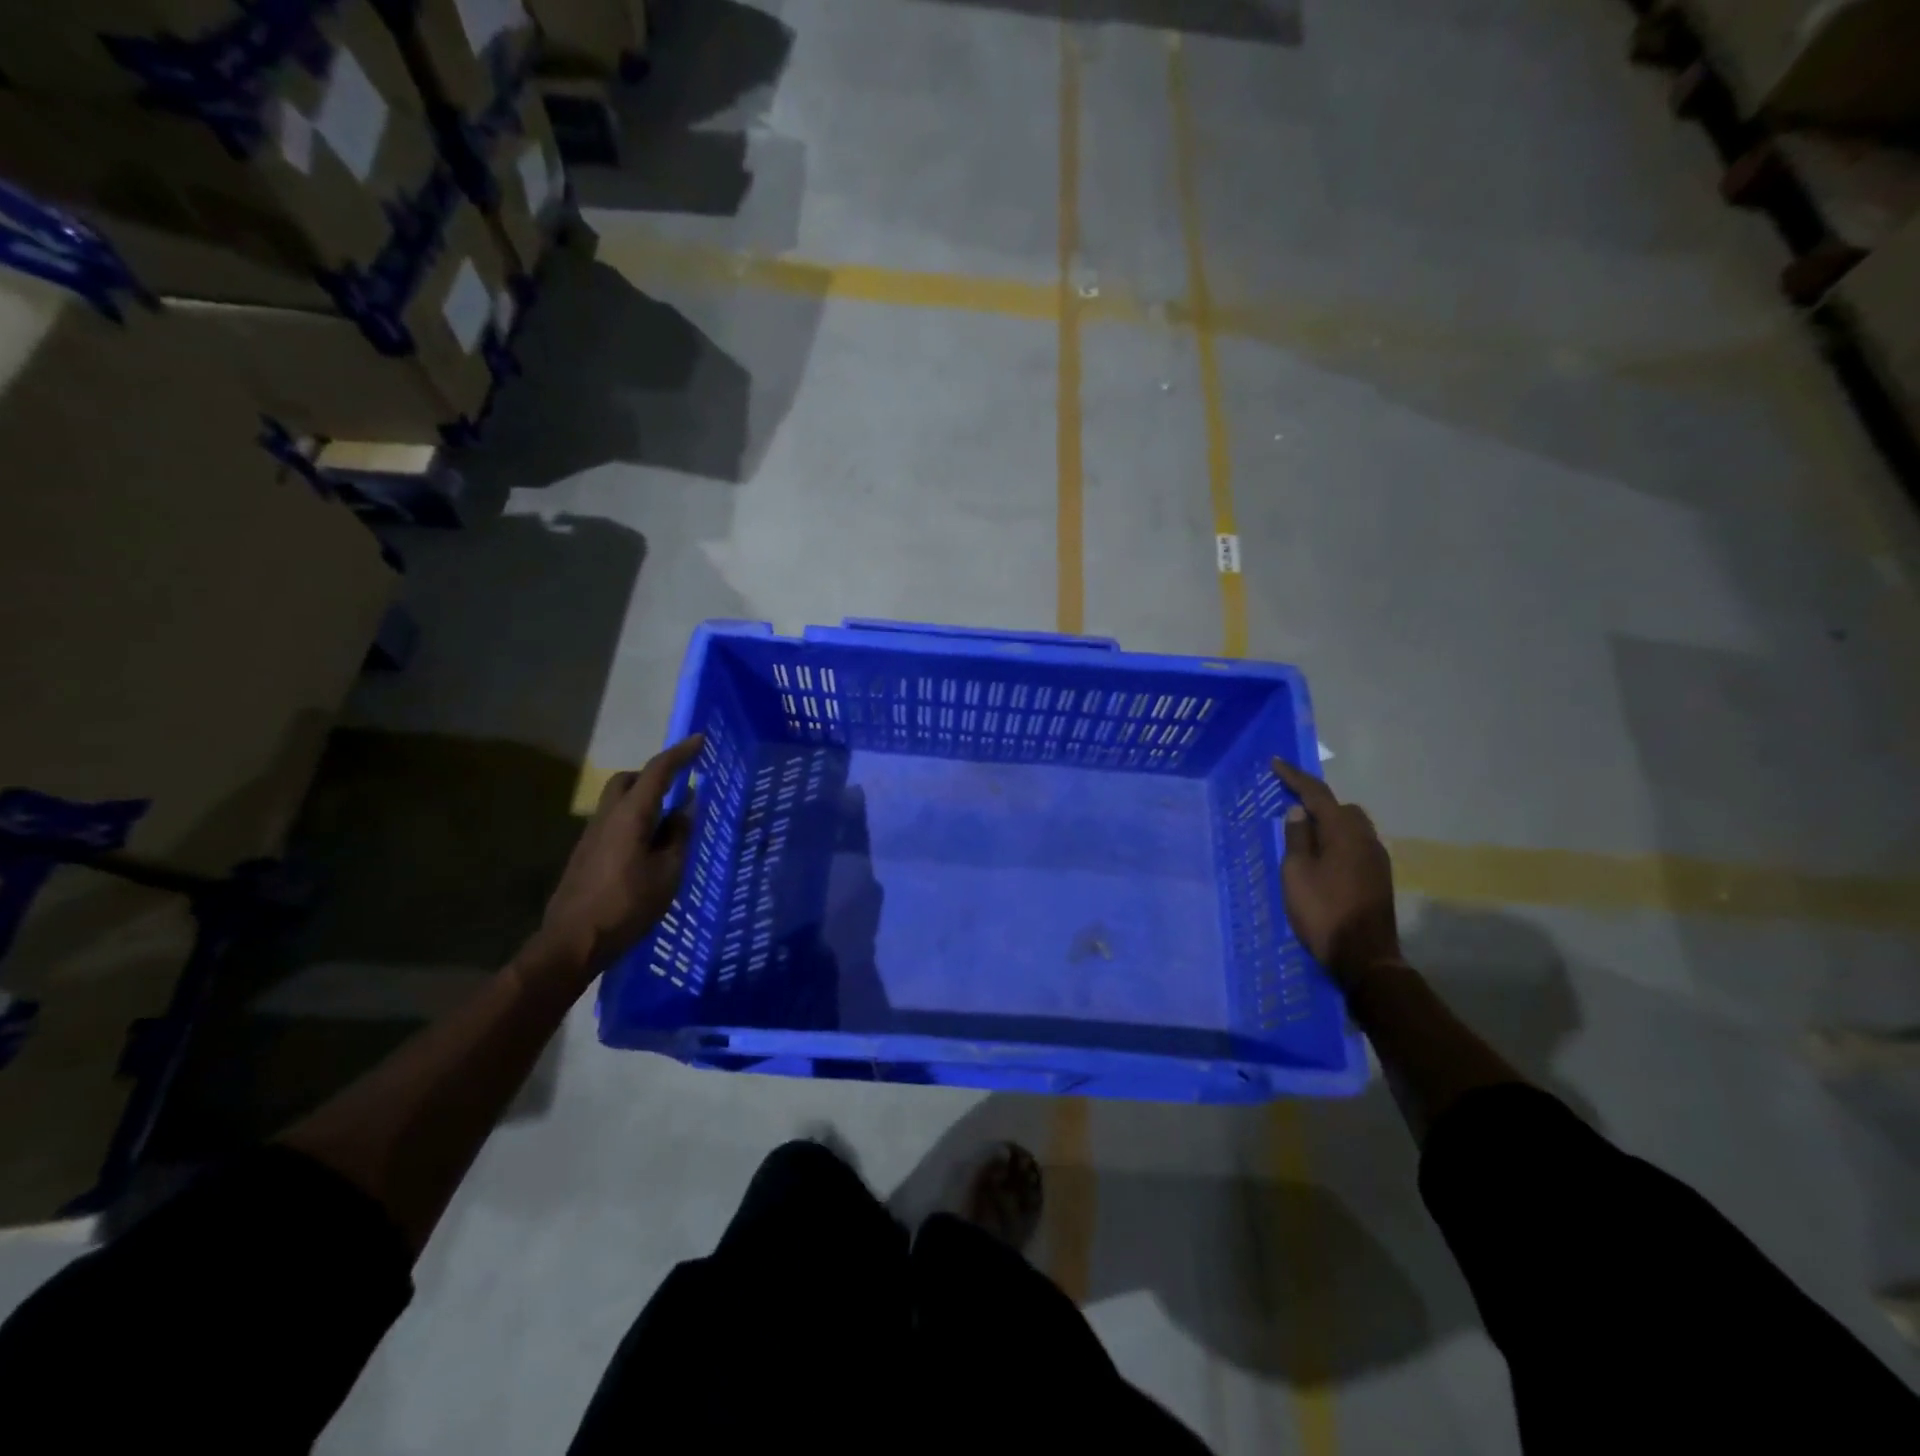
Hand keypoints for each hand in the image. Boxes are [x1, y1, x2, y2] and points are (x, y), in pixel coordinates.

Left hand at [533, 735, 704, 981]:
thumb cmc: (628, 905)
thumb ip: (679, 835)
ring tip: (669, 823)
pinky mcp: (586, 854)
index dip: (681, 754)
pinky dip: (634, 821)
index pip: (657, 771)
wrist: (573, 941)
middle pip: (629, 780)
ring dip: (644, 800)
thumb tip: (685, 808)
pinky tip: (648, 848)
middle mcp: (607, 817)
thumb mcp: (668, 872)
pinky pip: (614, 822)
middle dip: (654, 775)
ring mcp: (592, 835)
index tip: (700, 740)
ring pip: (619, 801)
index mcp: (631, 815)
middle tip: (680, 787)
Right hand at [1271, 757, 1402, 986]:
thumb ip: (1297, 838)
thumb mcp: (1297, 873)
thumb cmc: (1323, 912)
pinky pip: (1355, 844)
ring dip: (1328, 823)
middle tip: (1290, 806)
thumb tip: (1299, 812)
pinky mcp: (1378, 877)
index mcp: (1344, 833)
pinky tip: (1321, 857)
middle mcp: (1366, 839)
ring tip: (1303, 834)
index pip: (1318, 795)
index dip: (1295, 777)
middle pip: (1341, 808)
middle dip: (1317, 802)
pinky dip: (1336, 841)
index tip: (1276, 763)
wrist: (1364, 958)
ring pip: (1351, 827)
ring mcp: (1377, 859)